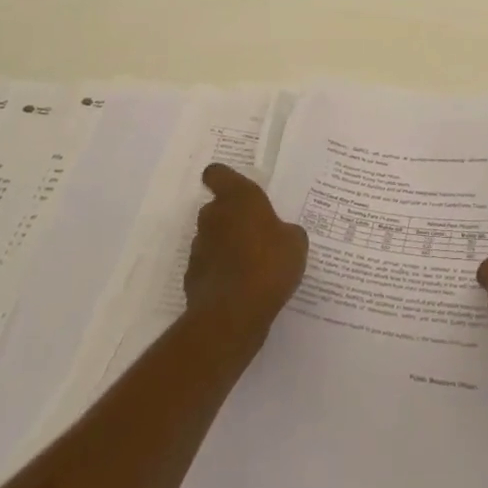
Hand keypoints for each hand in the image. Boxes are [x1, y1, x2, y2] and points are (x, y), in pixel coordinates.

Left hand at [183, 164, 308, 342]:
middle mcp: (213, 217)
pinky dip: (220, 274)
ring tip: (251, 266)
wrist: (234, 314)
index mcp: (238, 198)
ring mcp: (198, 248)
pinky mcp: (192, 278)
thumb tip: (280, 235)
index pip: (218, 174)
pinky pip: (209, 268)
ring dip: (226, 247)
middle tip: (256, 233)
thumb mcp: (295, 242)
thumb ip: (285, 232)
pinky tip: (240, 288)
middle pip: (216, 209)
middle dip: (232, 218)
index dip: (223, 178)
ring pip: (212, 239)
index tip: (234, 188)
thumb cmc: (270, 263)